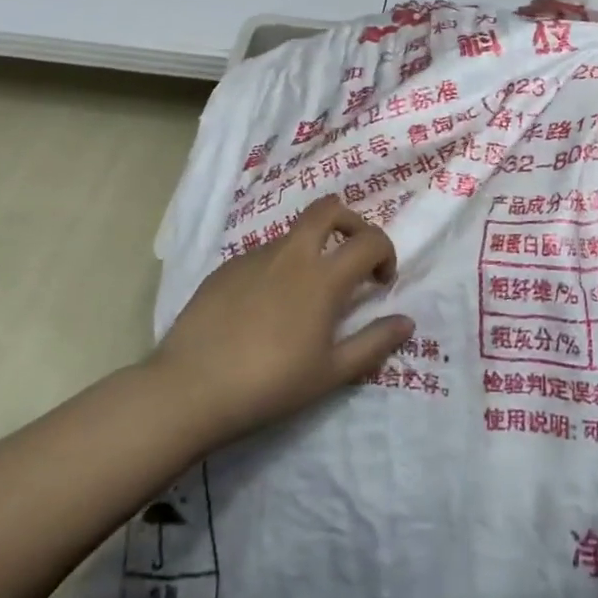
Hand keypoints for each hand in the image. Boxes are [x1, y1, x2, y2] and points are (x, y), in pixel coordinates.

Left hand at [150, 196, 412, 446]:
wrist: (191, 388)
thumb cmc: (270, 384)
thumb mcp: (331, 373)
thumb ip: (373, 343)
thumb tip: (406, 321)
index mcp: (322, 276)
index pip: (369, 240)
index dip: (386, 253)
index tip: (382, 282)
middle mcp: (291, 254)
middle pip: (328, 208)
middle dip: (351, 222)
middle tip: (353, 258)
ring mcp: (254, 256)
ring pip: (294, 234)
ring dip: (313, 249)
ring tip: (306, 297)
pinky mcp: (226, 267)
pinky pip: (264, 255)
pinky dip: (279, 268)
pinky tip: (265, 310)